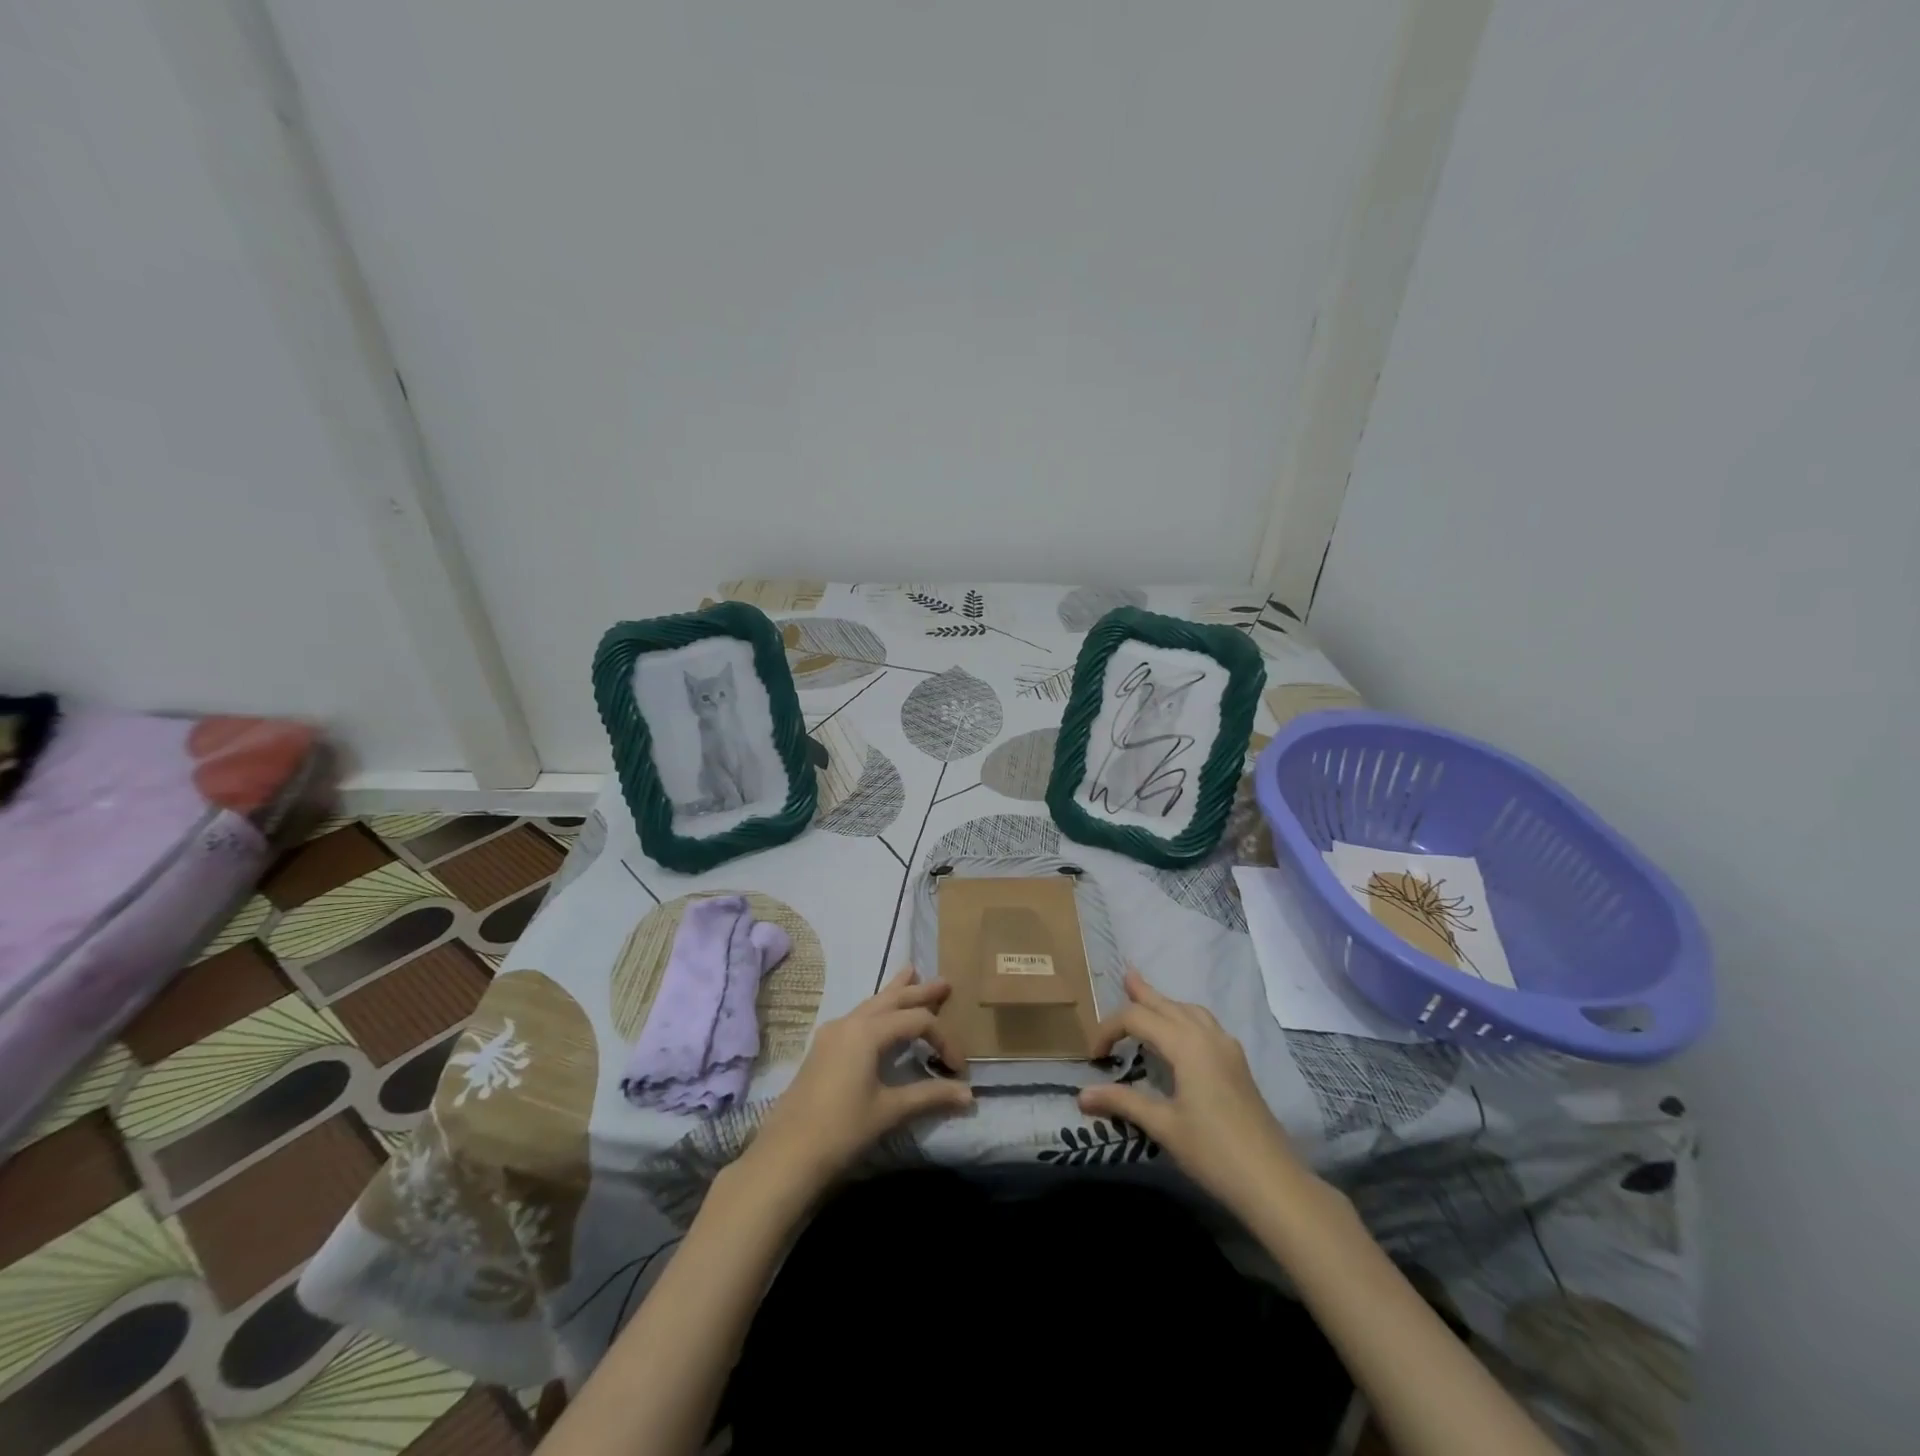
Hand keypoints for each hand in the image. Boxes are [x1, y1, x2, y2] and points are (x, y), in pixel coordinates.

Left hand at [741, 967, 972, 1200]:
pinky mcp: (823, 1049)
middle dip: (919, 991)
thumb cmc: (842, 1129)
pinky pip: (857, 1017)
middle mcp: (849, 1023)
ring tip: (911, 974)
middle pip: (891, 999)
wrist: (787, 1155)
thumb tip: (969, 1095)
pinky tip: (879, 1014)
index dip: (942, 1039)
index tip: (957, 1068)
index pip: (916, 1021)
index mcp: (867, 1031)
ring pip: (871, 1004)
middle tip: (944, 982)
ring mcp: (832, 1034)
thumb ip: (930, 1096)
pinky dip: (877, 1009)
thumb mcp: (890, 1111)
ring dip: (895, 993)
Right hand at [1079, 970, 1313, 1217]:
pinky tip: (1183, 1034)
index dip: (1110, 1029)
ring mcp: (1228, 1049)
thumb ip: (1123, 1102)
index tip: (1095, 1056)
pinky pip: (1207, 1025)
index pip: (1138, 1019)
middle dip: (1144, 993)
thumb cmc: (1213, 1152)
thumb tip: (1081, 1095)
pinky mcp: (1238, 1065)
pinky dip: (1186, 1018)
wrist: (1273, 1182)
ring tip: (1151, 999)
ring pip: (1191, 1011)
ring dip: (1167, 1004)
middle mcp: (1207, 1036)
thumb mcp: (1163, 1126)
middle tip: (1126, 976)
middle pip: (1168, 1005)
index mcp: (1186, 1044)